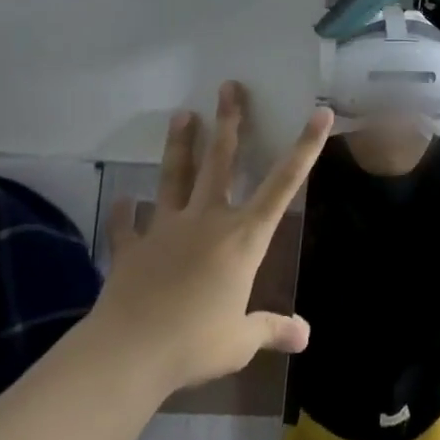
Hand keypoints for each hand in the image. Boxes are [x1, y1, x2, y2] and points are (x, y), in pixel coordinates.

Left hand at [93, 82, 331, 392]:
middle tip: (229, 87)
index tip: (319, 114)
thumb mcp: (241, 340)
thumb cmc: (195, 342)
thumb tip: (306, 336)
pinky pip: (127, 225)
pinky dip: (123, 213)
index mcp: (243, 238)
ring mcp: (166, 229)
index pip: (283, 184)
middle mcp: (207, 221)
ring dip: (180, 145)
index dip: (305, 148)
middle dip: (229, 122)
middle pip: (220, 162)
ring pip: (175, 177)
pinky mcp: (132, 247)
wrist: (128, 352)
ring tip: (181, 114)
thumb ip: (272, 329)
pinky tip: (120, 199)